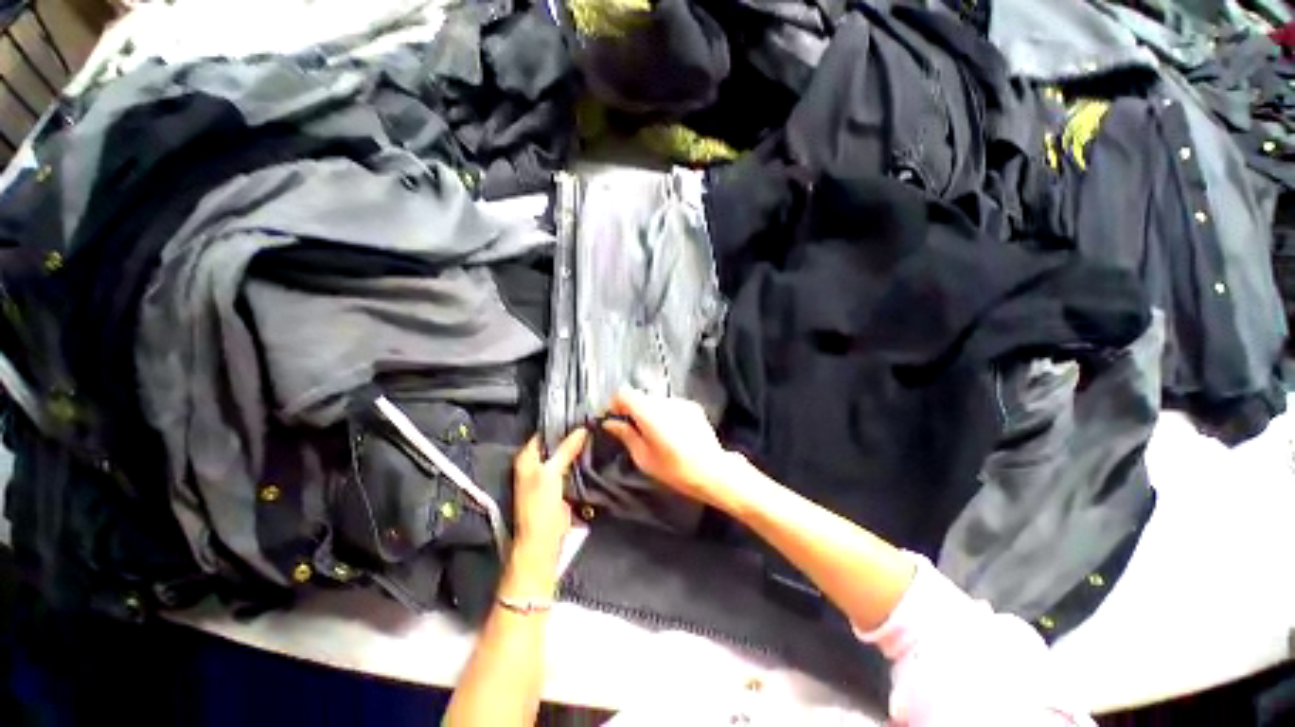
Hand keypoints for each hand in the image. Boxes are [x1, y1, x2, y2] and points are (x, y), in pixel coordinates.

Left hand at [512, 429, 588, 559]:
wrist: (544, 539)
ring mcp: (550, 475)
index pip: (544, 433)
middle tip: (592, 423)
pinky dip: (581, 461)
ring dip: (578, 448)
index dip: (560, 424)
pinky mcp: (561, 486)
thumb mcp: (551, 473)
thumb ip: (566, 450)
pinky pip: (572, 468)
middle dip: (572, 435)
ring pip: (566, 455)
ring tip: (596, 433)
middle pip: (556, 444)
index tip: (580, 414)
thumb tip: (582, 429)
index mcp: (527, 458)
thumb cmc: (540, 505)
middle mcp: (537, 464)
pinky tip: (594, 452)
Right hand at [601, 388, 743, 509]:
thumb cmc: (675, 469)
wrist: (713, 471)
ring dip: (649, 412)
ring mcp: (680, 402)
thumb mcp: (643, 457)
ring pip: (655, 401)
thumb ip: (625, 435)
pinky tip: (671, 433)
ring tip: (654, 435)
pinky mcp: (692, 406)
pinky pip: (670, 405)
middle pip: (640, 396)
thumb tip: (610, 423)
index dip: (615, 403)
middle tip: (632, 431)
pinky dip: (664, 414)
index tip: (614, 418)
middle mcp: (664, 401)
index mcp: (649, 413)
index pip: (624, 392)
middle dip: (632, 410)